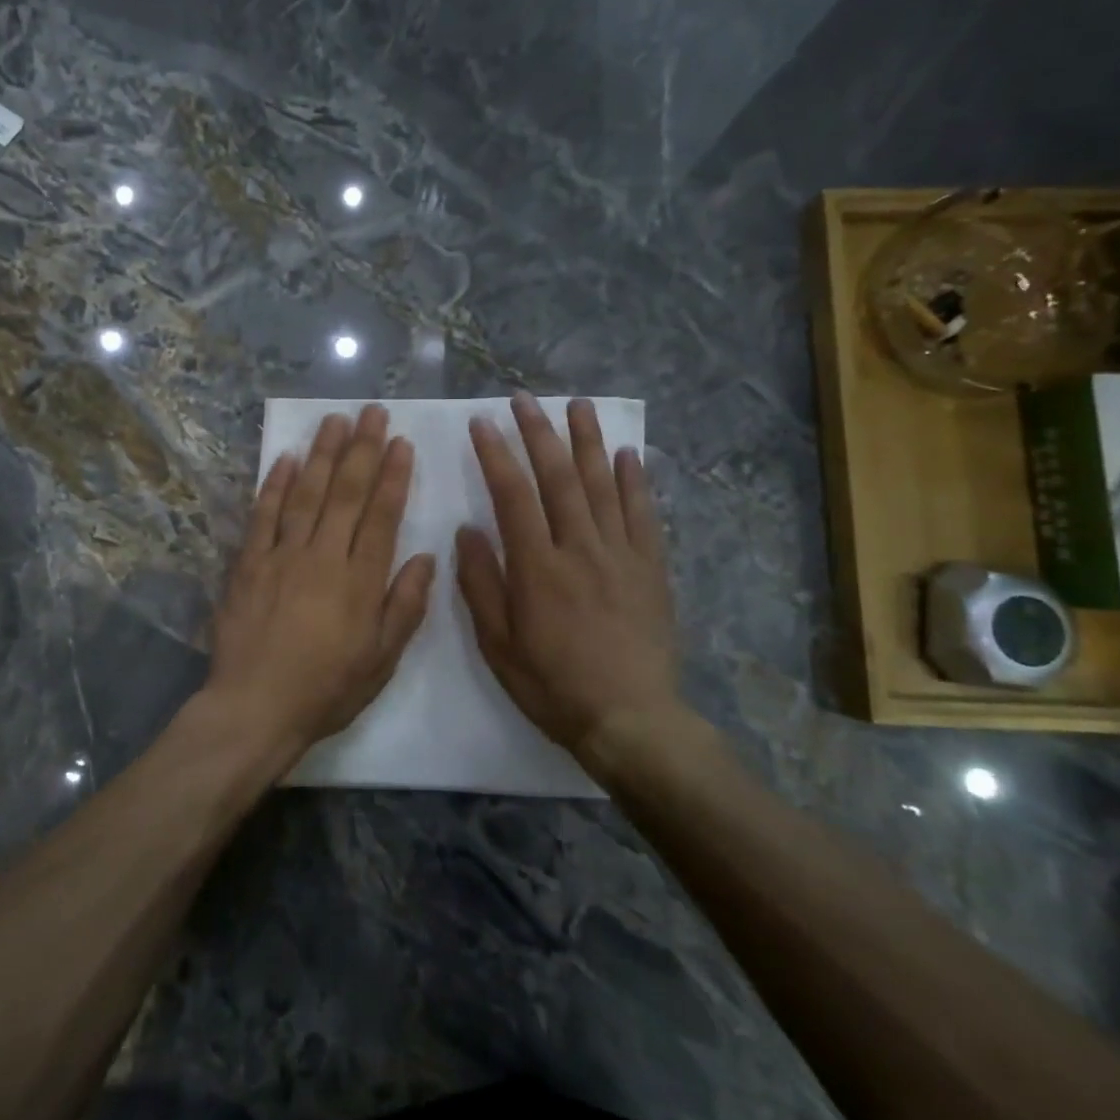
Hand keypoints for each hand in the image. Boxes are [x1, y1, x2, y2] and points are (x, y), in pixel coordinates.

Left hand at [208, 406, 436, 766]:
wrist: (255, 708)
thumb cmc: (326, 689)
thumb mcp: (381, 661)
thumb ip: (405, 606)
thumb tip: (426, 558)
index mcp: (360, 581)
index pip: (381, 516)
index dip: (392, 476)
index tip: (400, 442)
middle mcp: (323, 557)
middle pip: (345, 493)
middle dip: (361, 449)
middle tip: (371, 413)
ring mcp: (281, 555)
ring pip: (307, 493)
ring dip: (323, 454)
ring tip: (335, 420)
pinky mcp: (248, 563)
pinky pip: (263, 515)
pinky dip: (275, 484)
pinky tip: (287, 458)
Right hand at [455, 392, 684, 757]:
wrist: (631, 720)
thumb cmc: (553, 685)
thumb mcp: (498, 645)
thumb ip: (481, 584)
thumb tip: (468, 531)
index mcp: (537, 567)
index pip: (513, 495)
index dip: (495, 454)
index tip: (482, 422)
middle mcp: (580, 549)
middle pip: (559, 478)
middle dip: (539, 433)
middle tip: (525, 399)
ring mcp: (621, 555)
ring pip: (603, 485)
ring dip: (589, 441)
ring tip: (579, 405)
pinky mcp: (651, 569)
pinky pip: (643, 515)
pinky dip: (636, 481)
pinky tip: (628, 454)